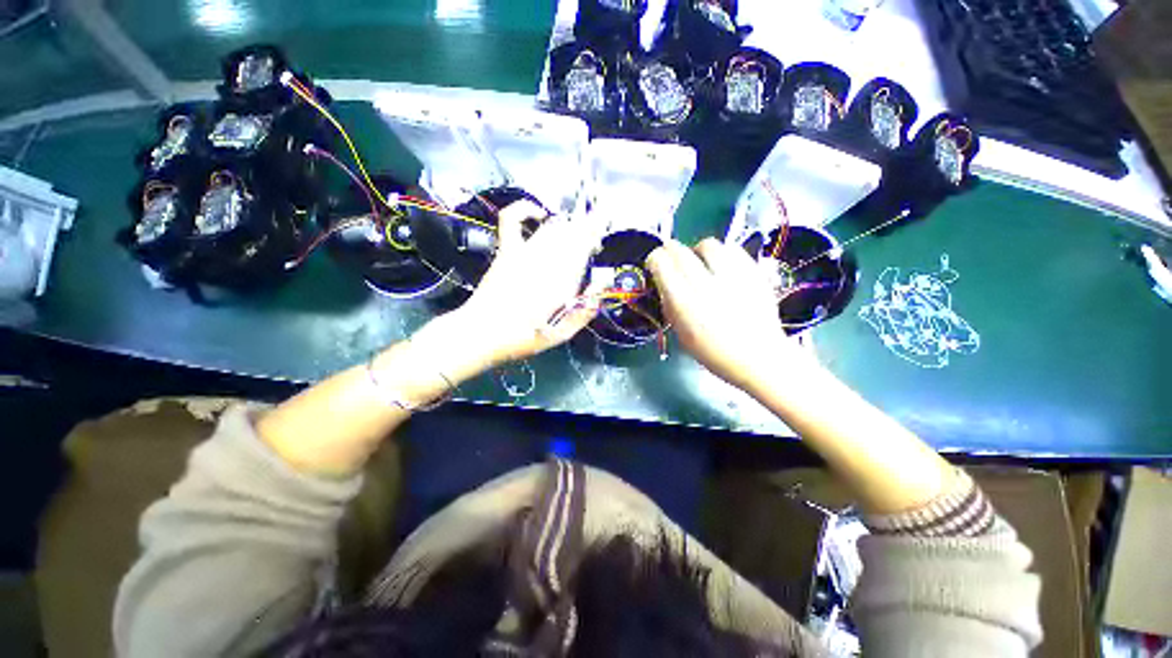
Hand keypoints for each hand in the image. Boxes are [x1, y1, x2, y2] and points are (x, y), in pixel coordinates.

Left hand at [449, 200, 599, 366]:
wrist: (480, 334)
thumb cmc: (523, 338)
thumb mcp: (561, 335)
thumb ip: (585, 311)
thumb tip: (601, 284)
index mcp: (562, 283)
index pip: (584, 246)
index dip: (594, 237)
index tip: (599, 243)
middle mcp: (546, 262)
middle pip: (571, 233)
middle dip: (586, 232)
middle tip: (590, 242)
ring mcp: (524, 253)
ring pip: (552, 228)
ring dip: (568, 226)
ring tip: (575, 233)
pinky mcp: (506, 251)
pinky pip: (512, 221)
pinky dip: (524, 210)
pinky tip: (538, 213)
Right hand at [647, 238, 815, 392]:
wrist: (759, 358)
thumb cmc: (715, 352)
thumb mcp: (681, 334)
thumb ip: (670, 305)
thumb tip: (665, 285)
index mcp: (683, 302)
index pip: (660, 262)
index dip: (655, 259)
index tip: (656, 264)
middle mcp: (704, 284)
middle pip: (680, 250)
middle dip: (671, 251)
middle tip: (673, 260)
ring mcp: (731, 276)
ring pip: (707, 244)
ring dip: (698, 251)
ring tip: (701, 262)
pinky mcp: (753, 272)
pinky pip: (733, 250)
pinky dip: (723, 254)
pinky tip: (723, 266)